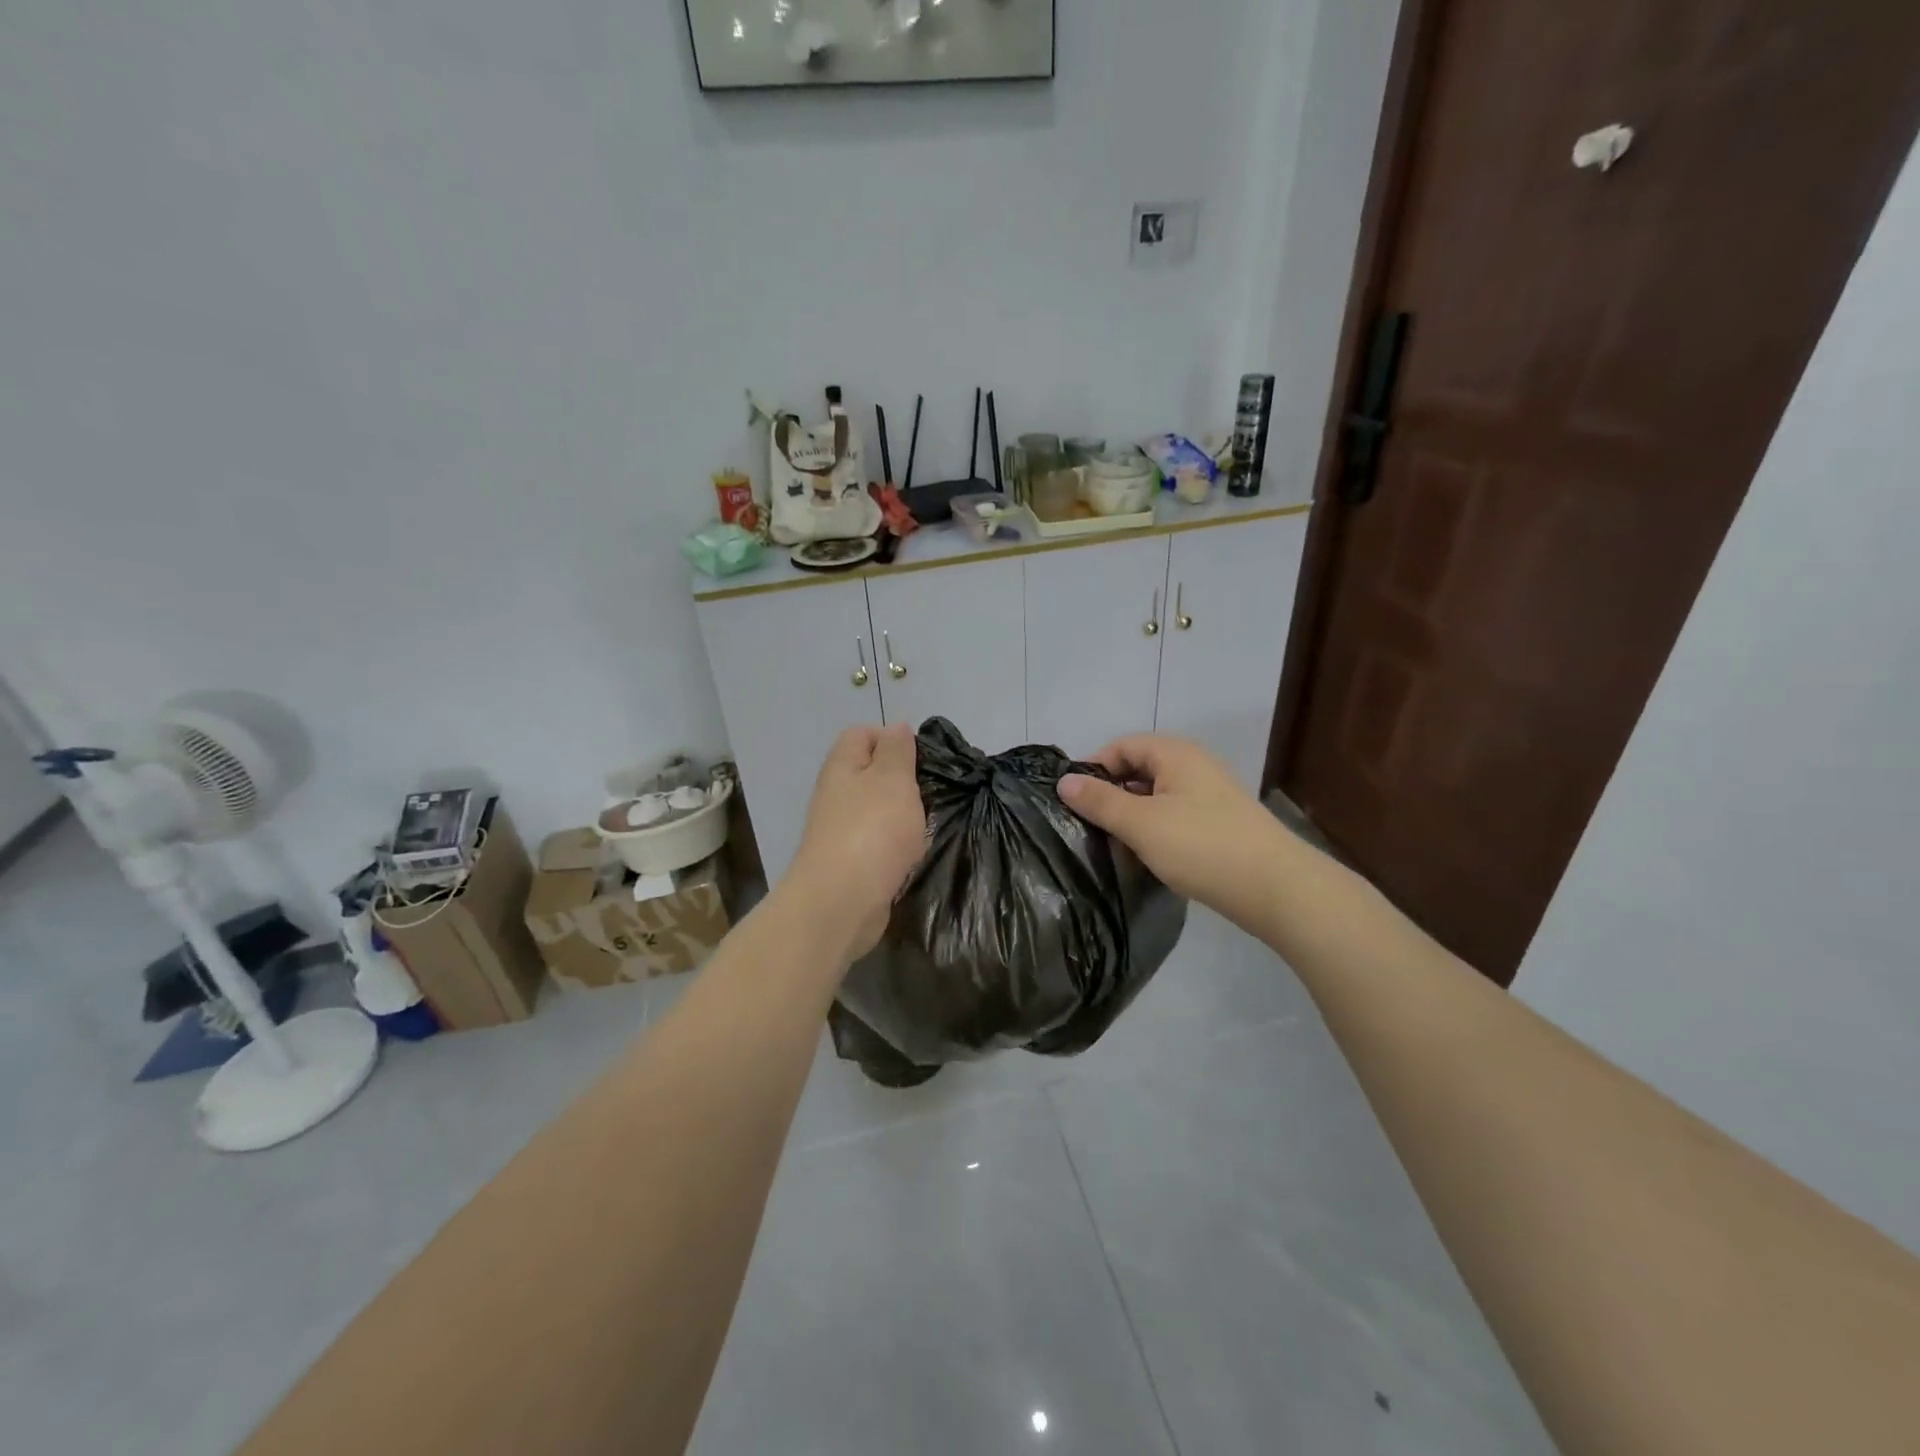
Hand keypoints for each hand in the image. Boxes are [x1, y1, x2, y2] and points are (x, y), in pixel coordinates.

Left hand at [783, 723, 926, 958]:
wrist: (841, 902)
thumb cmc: (872, 831)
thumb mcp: (893, 779)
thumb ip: (897, 751)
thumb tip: (896, 726)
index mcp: (842, 766)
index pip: (861, 734)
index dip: (891, 738)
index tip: (920, 758)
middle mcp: (835, 794)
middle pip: (870, 773)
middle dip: (902, 781)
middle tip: (929, 793)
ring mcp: (839, 831)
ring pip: (876, 810)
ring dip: (901, 816)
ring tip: (924, 825)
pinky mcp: (849, 863)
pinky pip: (877, 843)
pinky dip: (895, 846)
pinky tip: (910, 855)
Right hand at [1059, 735, 1291, 931]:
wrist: (1275, 888)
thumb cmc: (1202, 846)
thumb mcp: (1141, 823)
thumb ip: (1100, 801)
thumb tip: (1064, 781)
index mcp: (1175, 754)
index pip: (1121, 746)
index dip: (1093, 768)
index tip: (1070, 800)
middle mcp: (1193, 766)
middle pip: (1138, 769)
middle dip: (1110, 794)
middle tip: (1086, 825)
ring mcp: (1209, 795)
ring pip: (1155, 796)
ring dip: (1130, 815)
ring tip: (1110, 844)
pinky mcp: (1219, 824)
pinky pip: (1174, 816)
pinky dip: (1153, 830)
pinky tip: (1144, 856)